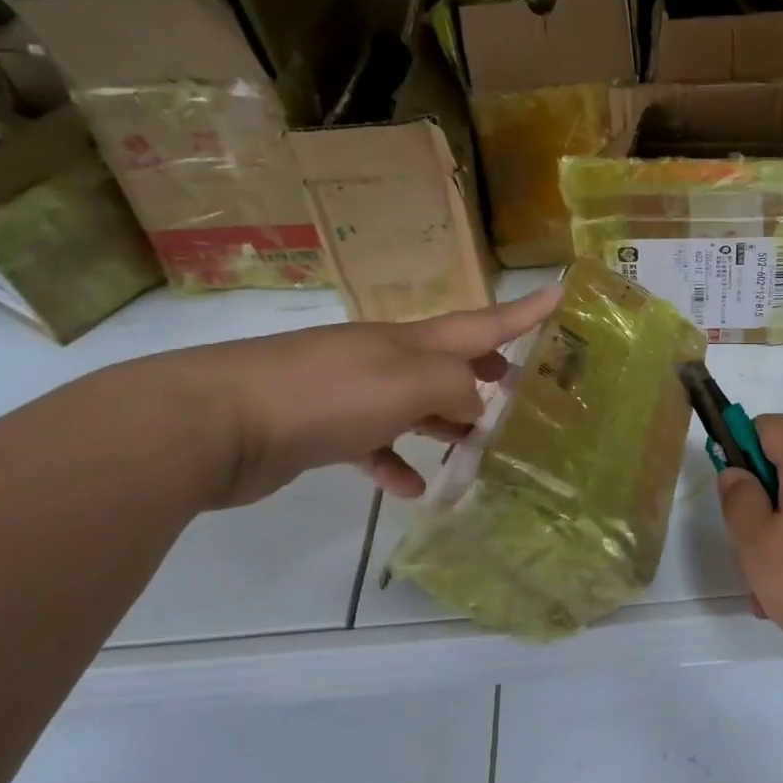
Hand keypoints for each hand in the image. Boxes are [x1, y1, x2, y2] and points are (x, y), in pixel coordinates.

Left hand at [152, 286, 562, 507]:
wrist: (219, 421)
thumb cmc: (329, 394)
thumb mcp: (410, 383)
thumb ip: (456, 389)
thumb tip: (473, 407)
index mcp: (413, 342)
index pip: (484, 323)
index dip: (526, 312)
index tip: (563, 295)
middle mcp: (387, 360)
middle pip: (450, 362)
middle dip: (487, 372)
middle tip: (522, 387)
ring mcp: (352, 393)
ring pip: (416, 405)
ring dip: (448, 423)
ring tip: (479, 447)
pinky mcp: (322, 430)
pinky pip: (372, 445)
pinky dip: (396, 462)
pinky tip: (412, 487)